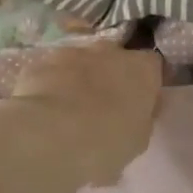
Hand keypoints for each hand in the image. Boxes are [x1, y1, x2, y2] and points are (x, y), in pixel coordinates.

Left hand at [10, 45, 163, 186]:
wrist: (52, 136)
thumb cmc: (107, 142)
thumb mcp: (138, 140)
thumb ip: (141, 119)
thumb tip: (136, 113)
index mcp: (142, 69)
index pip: (152, 66)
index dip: (145, 85)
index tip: (138, 105)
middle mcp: (109, 51)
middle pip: (114, 57)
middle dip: (110, 76)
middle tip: (103, 108)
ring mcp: (71, 52)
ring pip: (80, 62)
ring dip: (78, 80)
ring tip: (69, 112)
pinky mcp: (40, 62)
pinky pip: (51, 73)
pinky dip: (50, 86)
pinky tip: (44, 112)